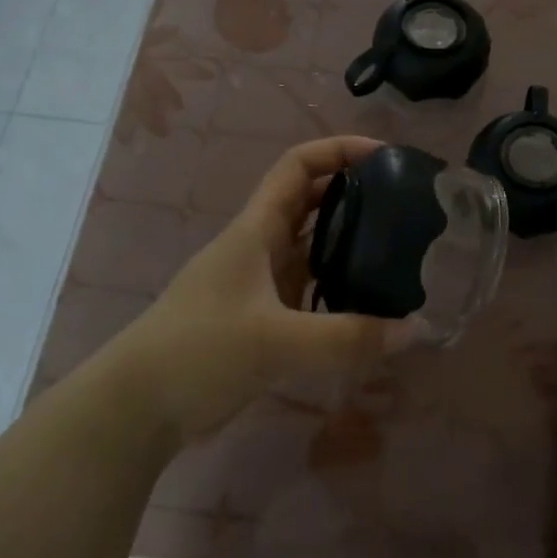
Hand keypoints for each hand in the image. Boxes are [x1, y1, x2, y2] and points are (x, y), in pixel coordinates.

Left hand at [102, 136, 411, 445]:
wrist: (138, 407)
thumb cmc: (199, 351)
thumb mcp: (275, 341)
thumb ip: (347, 338)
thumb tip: (418, 331)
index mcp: (256, 230)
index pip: (298, 166)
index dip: (339, 150)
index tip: (387, 156)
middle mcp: (259, 248)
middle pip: (311, 203)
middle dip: (356, 195)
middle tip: (407, 207)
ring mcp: (259, 285)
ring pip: (313, 250)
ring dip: (350, 245)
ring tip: (400, 254)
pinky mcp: (261, 320)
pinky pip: (310, 292)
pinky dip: (339, 291)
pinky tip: (370, 309)